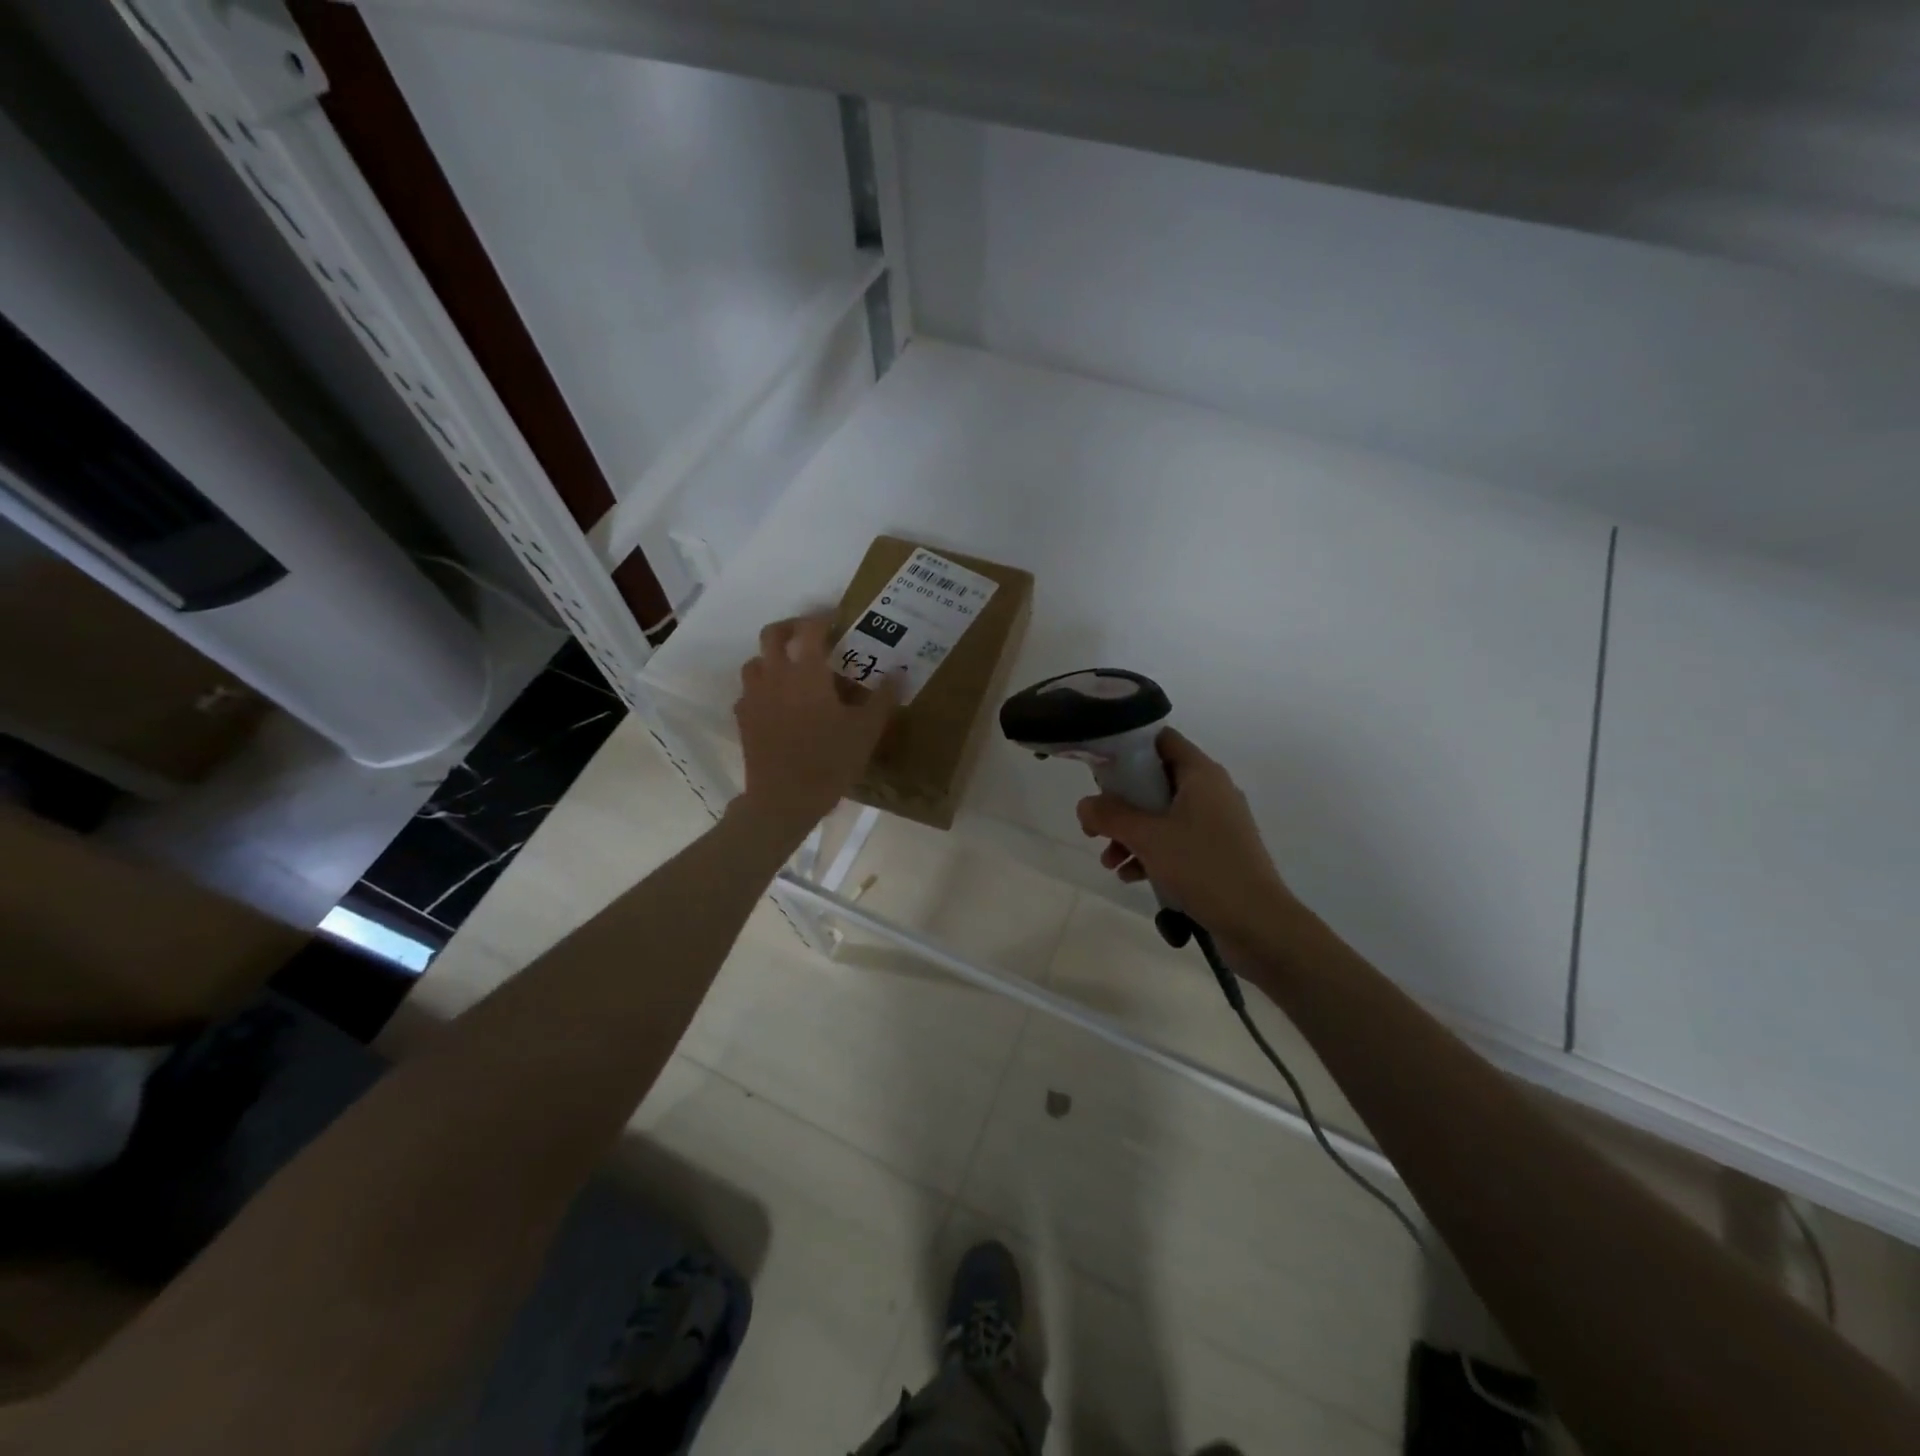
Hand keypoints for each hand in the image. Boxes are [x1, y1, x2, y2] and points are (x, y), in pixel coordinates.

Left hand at [733, 615, 899, 837]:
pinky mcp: (743, 719)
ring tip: (792, 670)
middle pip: (772, 634)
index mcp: (807, 673)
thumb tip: (898, 673)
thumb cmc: (829, 761)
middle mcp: (775, 676)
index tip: (837, 619)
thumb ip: (883, 698)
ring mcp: (754, 697)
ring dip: (772, 657)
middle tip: (810, 635)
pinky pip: (749, 692)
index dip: (823, 618)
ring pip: (755, 661)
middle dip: (791, 627)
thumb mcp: (866, 731)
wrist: (784, 799)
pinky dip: (763, 688)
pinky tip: (777, 705)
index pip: (810, 629)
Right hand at [1076, 729, 1294, 941]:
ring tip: (1109, 860)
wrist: (1258, 924)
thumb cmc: (1203, 867)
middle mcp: (1211, 792)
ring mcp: (1216, 824)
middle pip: (1156, 781)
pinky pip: (1176, 842)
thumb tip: (1084, 804)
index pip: (1162, 740)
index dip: (1129, 749)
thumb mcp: (1148, 838)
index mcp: (1201, 774)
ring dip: (1131, 834)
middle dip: (1121, 803)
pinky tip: (1131, 876)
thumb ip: (1110, 816)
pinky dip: (1152, 853)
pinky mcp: (1217, 854)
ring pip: (1162, 816)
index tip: (1099, 768)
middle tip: (1095, 823)